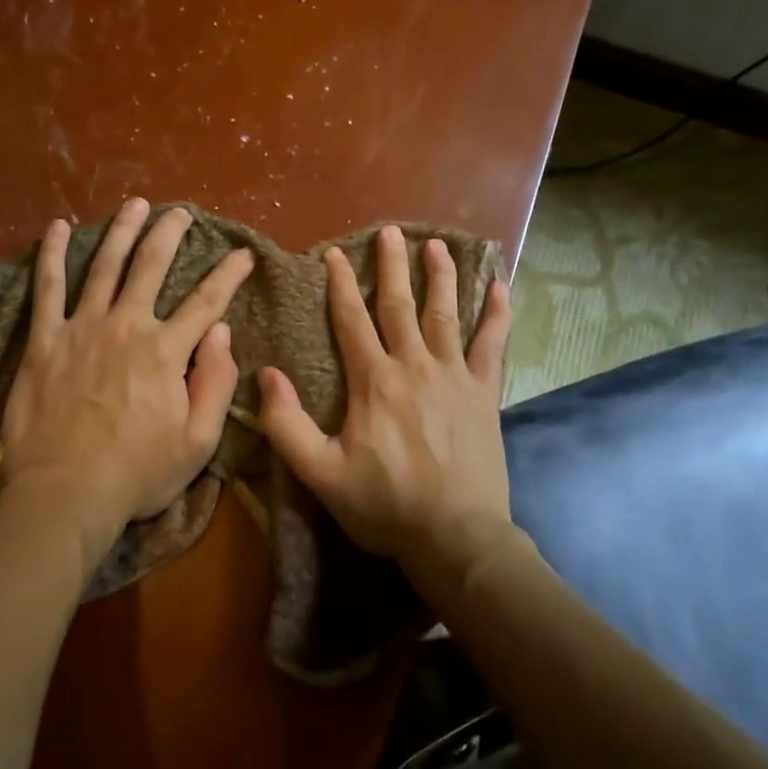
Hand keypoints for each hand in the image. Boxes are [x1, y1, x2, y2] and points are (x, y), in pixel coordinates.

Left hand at [0, 199, 253, 568]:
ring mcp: (81, 328)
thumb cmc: (137, 473)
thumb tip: (220, 330)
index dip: (228, 274)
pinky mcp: (44, 340)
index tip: (242, 254)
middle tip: (181, 212)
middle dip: (170, 234)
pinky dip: (51, 254)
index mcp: (165, 351)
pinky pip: (47, 288)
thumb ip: (215, 382)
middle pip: (151, 266)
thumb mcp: (198, 441)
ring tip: (134, 205)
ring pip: (104, 265)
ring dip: (122, 231)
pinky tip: (56, 227)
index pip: (206, 301)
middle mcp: (126, 326)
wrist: (66, 492)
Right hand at [257, 225, 512, 561]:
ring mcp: (455, 377)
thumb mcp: (320, 472)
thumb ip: (286, 424)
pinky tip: (501, 287)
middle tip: (390, 231)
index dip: (340, 284)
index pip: (352, 319)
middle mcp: (414, 366)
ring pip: (446, 314)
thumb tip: (266, 375)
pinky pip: (493, 346)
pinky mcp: (485, 394)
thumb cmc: (383, 506)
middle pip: (399, 305)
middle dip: (392, 266)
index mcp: (373, 381)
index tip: (334, 254)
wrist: (455, 538)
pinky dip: (497, 315)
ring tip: (438, 245)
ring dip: (441, 277)